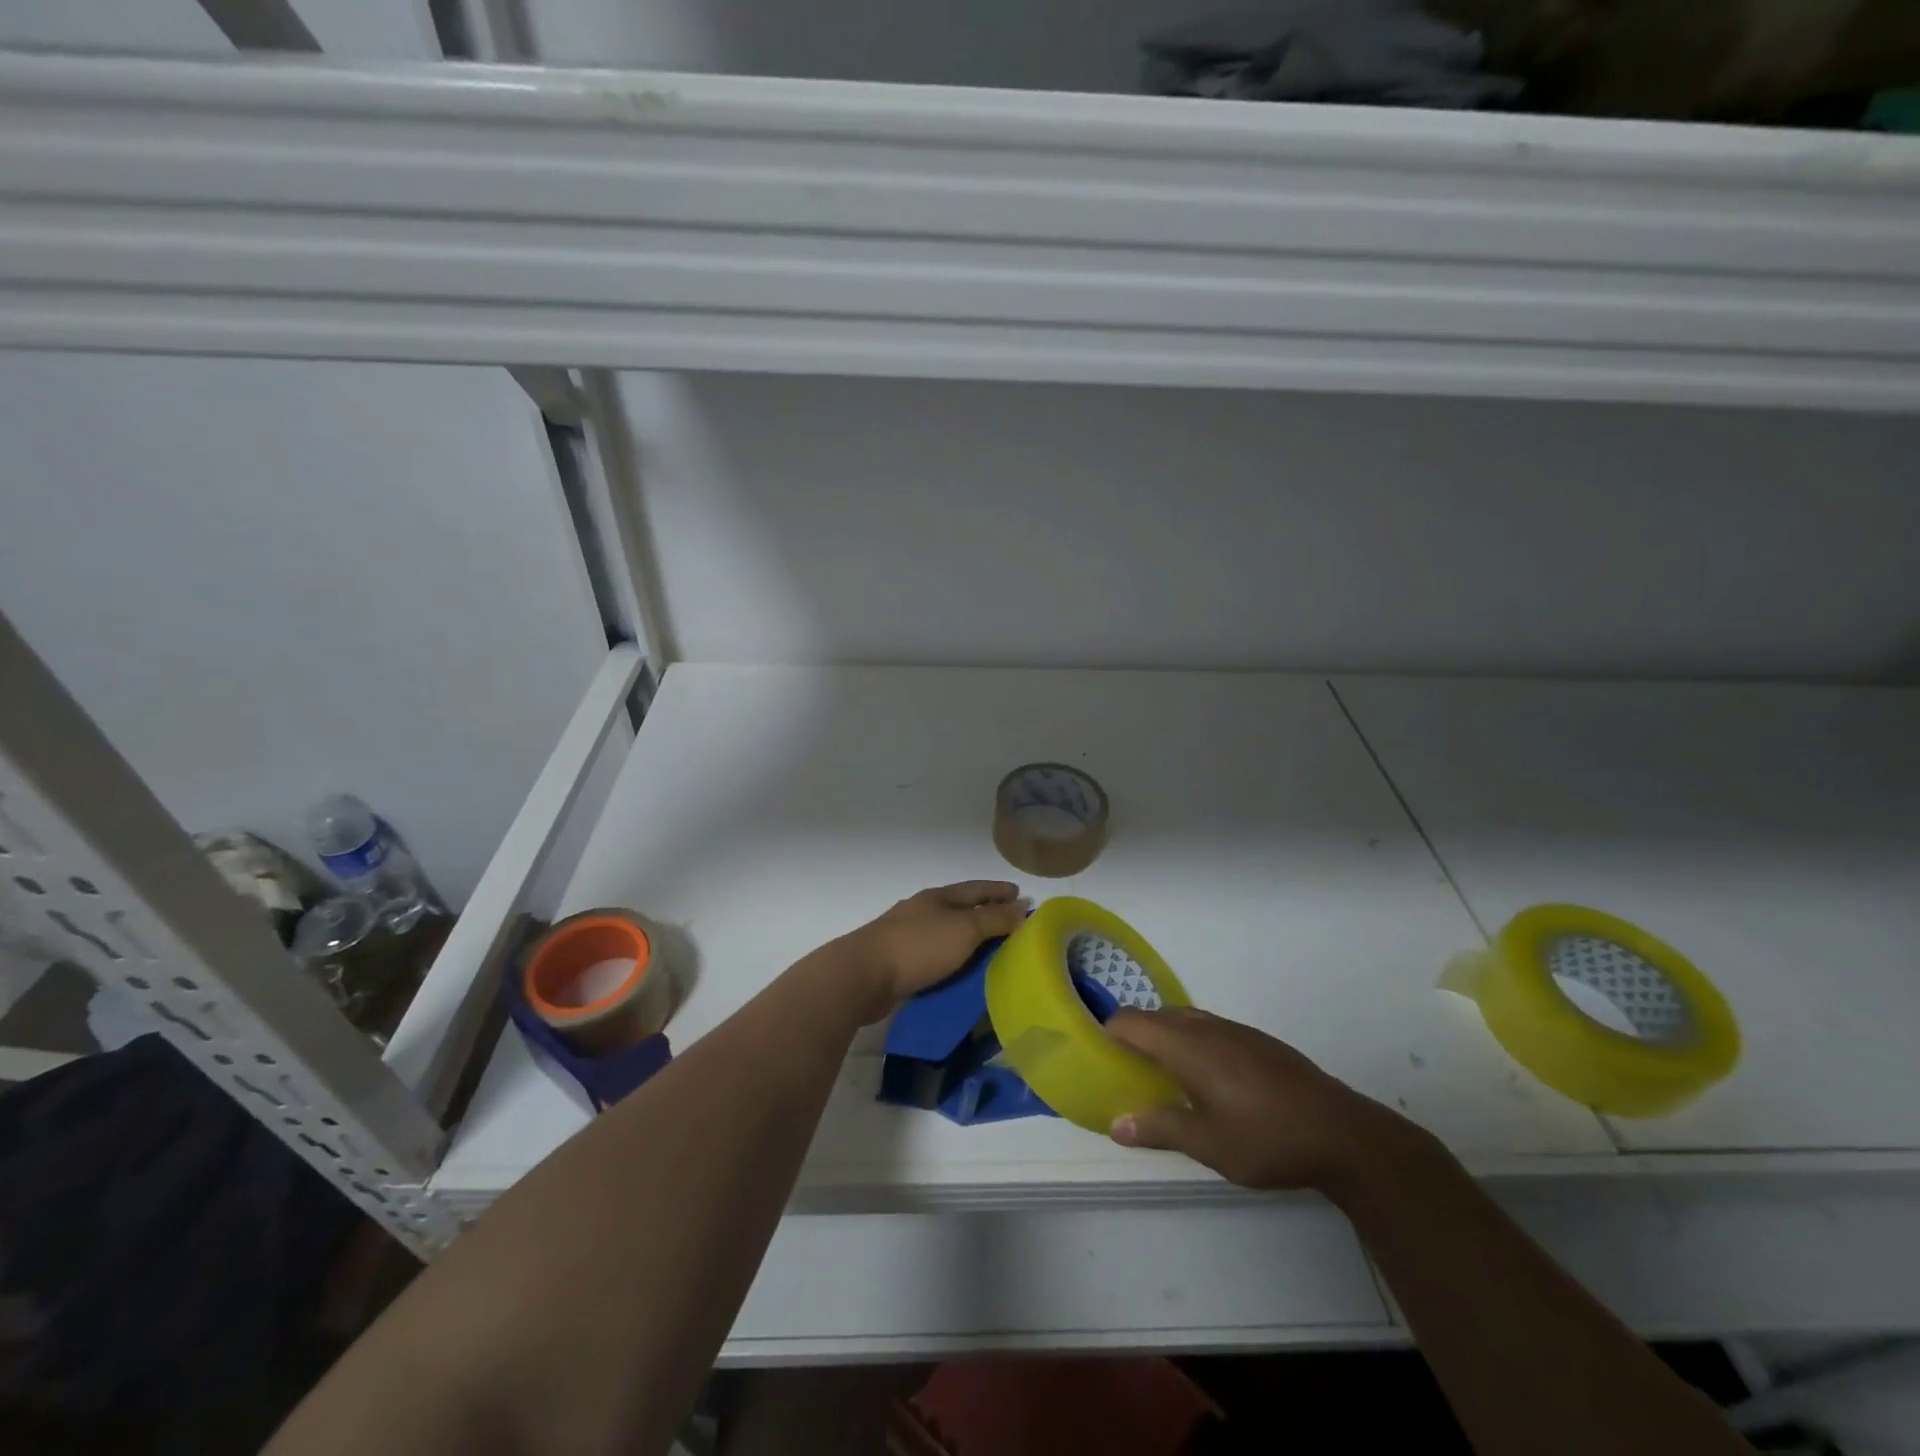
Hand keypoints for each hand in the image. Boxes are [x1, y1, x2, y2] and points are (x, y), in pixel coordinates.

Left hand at [831, 881, 1029, 1023]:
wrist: (862, 976)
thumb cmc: (918, 946)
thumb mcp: (964, 929)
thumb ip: (994, 919)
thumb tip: (1022, 907)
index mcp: (938, 897)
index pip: (976, 888)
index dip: (999, 890)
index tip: (1021, 894)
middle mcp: (922, 911)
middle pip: (960, 908)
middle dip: (985, 913)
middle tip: (1011, 924)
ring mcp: (907, 935)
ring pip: (946, 932)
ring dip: (968, 938)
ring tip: (990, 949)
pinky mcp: (898, 961)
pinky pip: (934, 956)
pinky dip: (952, 959)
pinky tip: (960, 970)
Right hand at [1105, 1006, 1437, 1198]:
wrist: (1342, 1133)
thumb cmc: (1266, 1138)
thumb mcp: (1207, 1143)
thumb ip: (1159, 1128)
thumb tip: (1115, 1124)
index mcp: (1187, 1046)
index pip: (1132, 1021)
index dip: (1107, 1031)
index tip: (1096, 1053)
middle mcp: (1207, 1027)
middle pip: (1156, 1015)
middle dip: (1135, 1035)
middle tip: (1124, 1069)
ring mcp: (1236, 1031)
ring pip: (1185, 1019)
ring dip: (1165, 1037)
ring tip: (1161, 1075)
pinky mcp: (1258, 1041)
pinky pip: (1210, 1028)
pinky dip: (1192, 1041)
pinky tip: (1206, 1078)